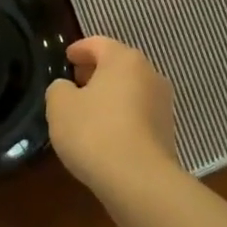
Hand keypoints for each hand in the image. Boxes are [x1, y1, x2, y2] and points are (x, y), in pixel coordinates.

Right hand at [45, 36, 180, 197]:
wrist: (140, 182)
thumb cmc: (95, 132)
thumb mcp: (60, 106)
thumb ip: (59, 89)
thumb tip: (68, 89)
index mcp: (124, 59)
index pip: (98, 44)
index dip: (79, 49)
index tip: (66, 58)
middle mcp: (149, 74)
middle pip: (117, 65)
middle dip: (95, 72)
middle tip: (73, 84)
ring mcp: (162, 104)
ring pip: (130, 90)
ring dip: (109, 96)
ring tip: (86, 112)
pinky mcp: (167, 132)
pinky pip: (138, 115)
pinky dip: (121, 117)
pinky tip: (104, 135)